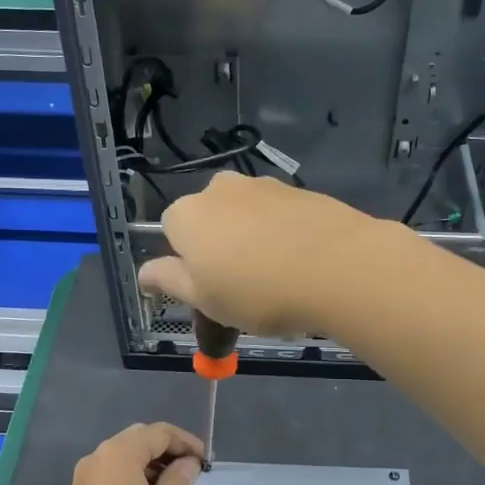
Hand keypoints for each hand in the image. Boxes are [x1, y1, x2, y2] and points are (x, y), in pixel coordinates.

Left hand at [48, 423, 203, 484]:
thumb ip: (181, 478)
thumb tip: (187, 463)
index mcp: (118, 452)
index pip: (159, 433)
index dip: (186, 442)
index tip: (205, 460)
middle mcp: (97, 456)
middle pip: (138, 439)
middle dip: (167, 450)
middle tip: (190, 468)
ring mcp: (84, 478)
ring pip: (123, 458)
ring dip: (149, 464)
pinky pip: (111, 475)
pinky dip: (132, 478)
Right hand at [137, 171, 389, 338]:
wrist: (340, 267)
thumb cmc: (258, 292)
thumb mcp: (204, 299)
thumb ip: (169, 280)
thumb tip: (144, 272)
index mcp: (187, 214)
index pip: (171, 232)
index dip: (188, 263)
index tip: (210, 291)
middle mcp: (220, 189)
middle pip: (209, 220)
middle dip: (219, 248)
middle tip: (243, 289)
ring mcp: (264, 185)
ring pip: (246, 216)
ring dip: (252, 240)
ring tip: (278, 278)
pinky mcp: (301, 191)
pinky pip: (279, 216)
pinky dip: (283, 234)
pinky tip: (303, 263)